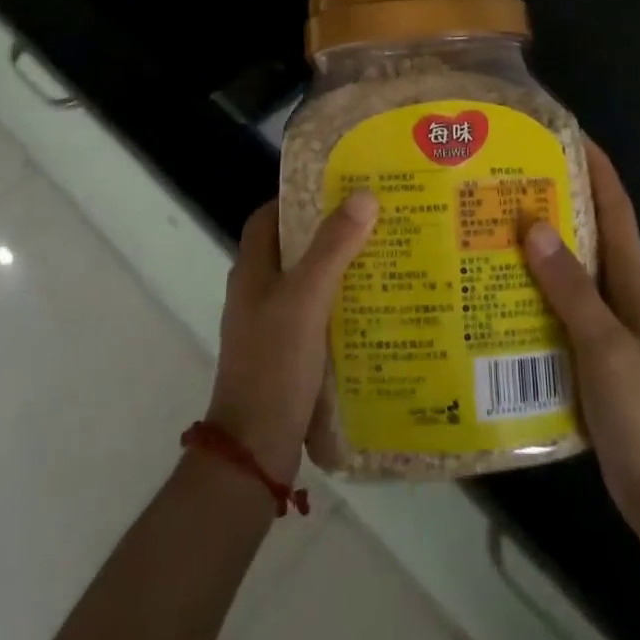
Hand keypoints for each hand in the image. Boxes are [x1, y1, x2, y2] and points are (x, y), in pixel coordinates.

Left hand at [205, 192, 378, 480]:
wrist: (254, 450)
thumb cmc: (274, 363)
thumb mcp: (306, 298)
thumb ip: (333, 247)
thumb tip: (363, 195)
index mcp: (252, 270)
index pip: (269, 217)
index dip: (299, 198)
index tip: (340, 188)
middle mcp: (258, 291)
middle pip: (294, 247)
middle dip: (331, 231)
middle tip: (376, 220)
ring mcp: (272, 324)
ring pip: (309, 282)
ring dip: (341, 268)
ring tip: (386, 257)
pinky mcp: (289, 353)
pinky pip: (318, 314)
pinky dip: (342, 304)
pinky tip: (376, 307)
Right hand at [523, 141, 639, 542]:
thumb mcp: (604, 344)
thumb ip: (570, 287)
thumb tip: (532, 223)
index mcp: (630, 279)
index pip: (615, 205)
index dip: (595, 164)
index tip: (563, 130)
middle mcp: (616, 290)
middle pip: (586, 227)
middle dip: (553, 194)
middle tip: (503, 171)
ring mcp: (599, 320)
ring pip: (565, 265)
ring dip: (534, 240)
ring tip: (485, 218)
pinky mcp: (581, 348)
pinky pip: (551, 302)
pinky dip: (526, 285)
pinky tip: (489, 286)